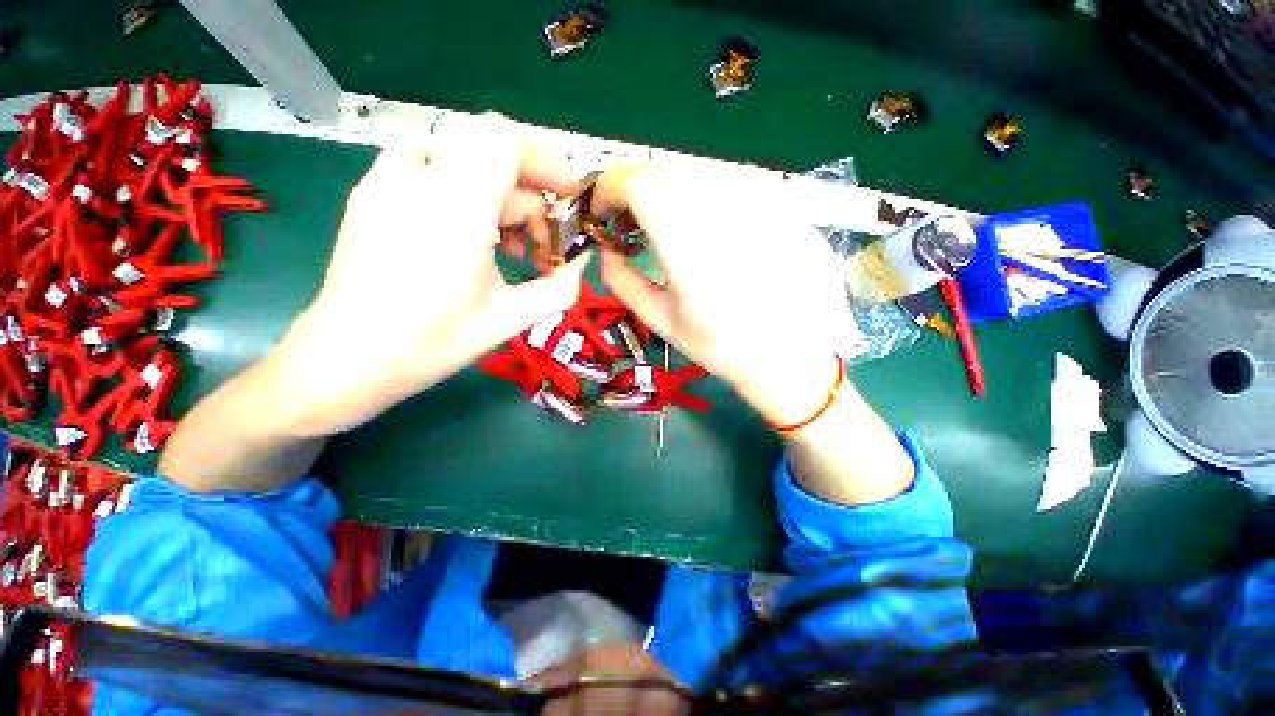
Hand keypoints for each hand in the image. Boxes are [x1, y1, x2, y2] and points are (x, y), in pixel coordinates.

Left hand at [272, 115, 585, 436]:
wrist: (346, 359)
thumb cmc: (432, 343)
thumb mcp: (509, 319)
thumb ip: (558, 288)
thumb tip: (582, 263)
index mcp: (456, 210)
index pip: (506, 141)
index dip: (546, 161)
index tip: (567, 198)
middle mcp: (418, 181)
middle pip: (492, 153)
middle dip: (529, 193)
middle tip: (541, 242)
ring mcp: (386, 181)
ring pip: (464, 161)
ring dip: (500, 196)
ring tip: (508, 247)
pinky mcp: (371, 192)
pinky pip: (430, 166)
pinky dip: (464, 189)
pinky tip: (466, 233)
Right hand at [590, 164, 856, 426]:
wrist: (800, 355)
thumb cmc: (724, 347)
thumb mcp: (662, 321)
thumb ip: (622, 280)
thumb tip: (606, 248)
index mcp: (687, 242)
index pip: (636, 182)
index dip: (609, 189)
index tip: (604, 213)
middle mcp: (724, 208)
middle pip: (663, 174)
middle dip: (636, 194)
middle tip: (633, 226)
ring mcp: (760, 200)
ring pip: (696, 178)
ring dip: (672, 198)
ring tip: (674, 234)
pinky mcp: (782, 204)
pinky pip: (730, 189)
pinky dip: (706, 205)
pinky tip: (717, 238)